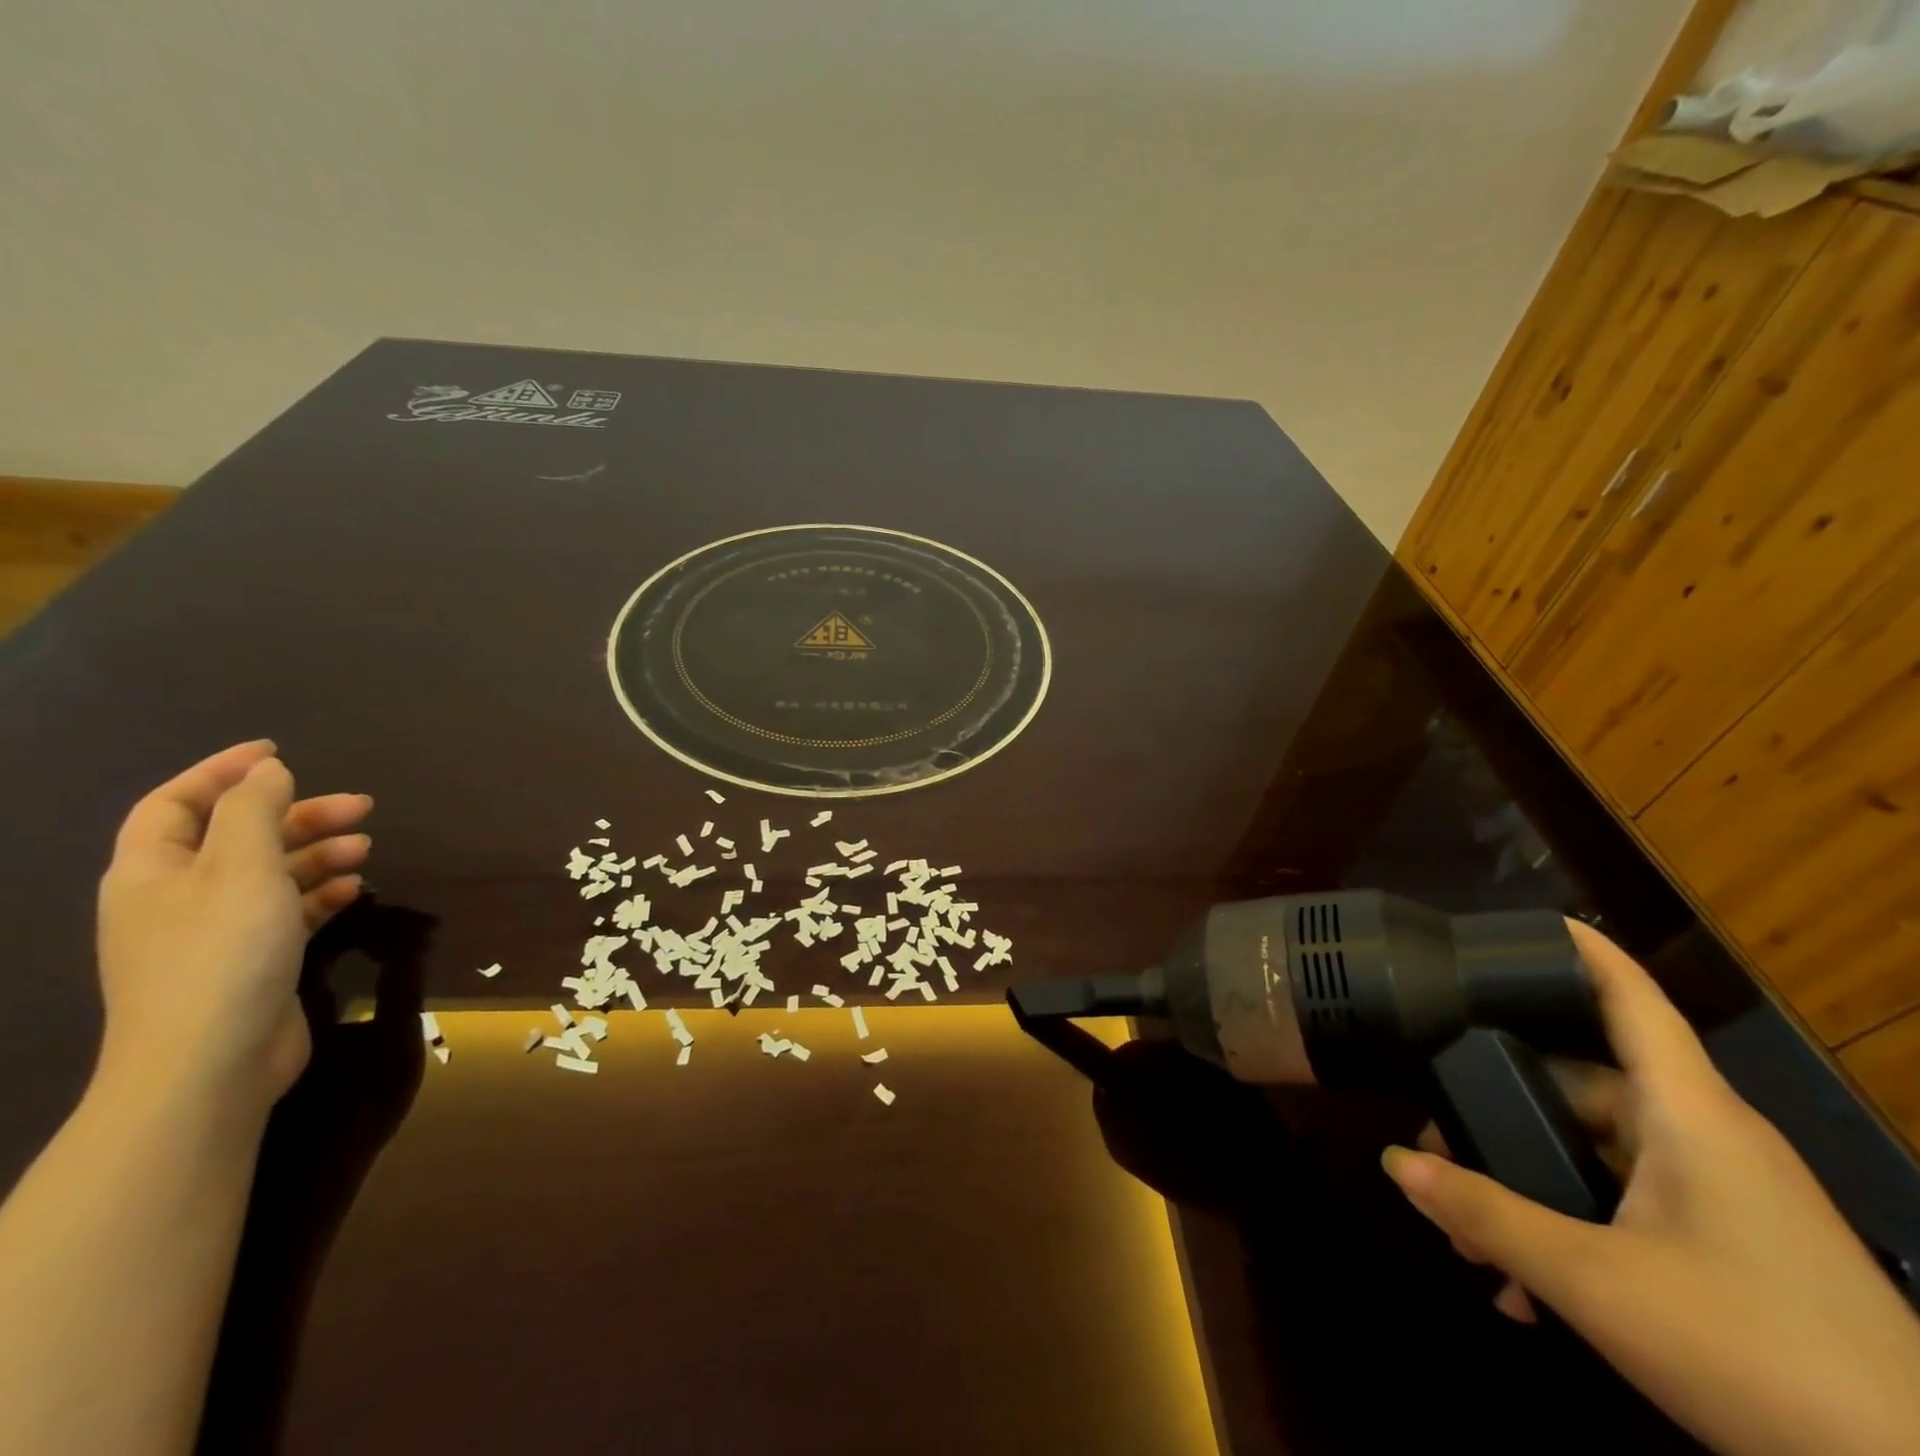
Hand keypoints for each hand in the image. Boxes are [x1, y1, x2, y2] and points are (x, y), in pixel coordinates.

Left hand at [94, 741, 372, 1120]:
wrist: (209, 1064)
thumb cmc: (220, 953)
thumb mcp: (240, 868)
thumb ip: (254, 811)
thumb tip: (267, 770)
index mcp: (152, 870)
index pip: (175, 803)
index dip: (222, 772)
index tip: (279, 752)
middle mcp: (176, 896)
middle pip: (236, 836)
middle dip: (297, 814)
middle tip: (361, 804)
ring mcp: (213, 932)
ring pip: (268, 873)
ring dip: (317, 852)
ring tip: (366, 846)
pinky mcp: (251, 961)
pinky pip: (287, 911)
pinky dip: (320, 894)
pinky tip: (355, 889)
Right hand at [1381, 922, 1919, 1455]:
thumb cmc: (1757, 1352)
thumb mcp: (1595, 1283)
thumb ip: (1486, 1214)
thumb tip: (1396, 1163)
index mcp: (1688, 1114)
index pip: (1633, 1001)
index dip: (1582, 952)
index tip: (1528, 922)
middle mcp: (1707, 1139)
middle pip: (1584, 1085)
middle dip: (1501, 1111)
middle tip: (1437, 1143)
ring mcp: (1726, 1197)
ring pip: (1599, 1156)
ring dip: (1531, 1184)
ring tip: (1474, 1235)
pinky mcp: (1736, 1250)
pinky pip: (1630, 1209)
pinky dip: (1574, 1230)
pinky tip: (1531, 1292)